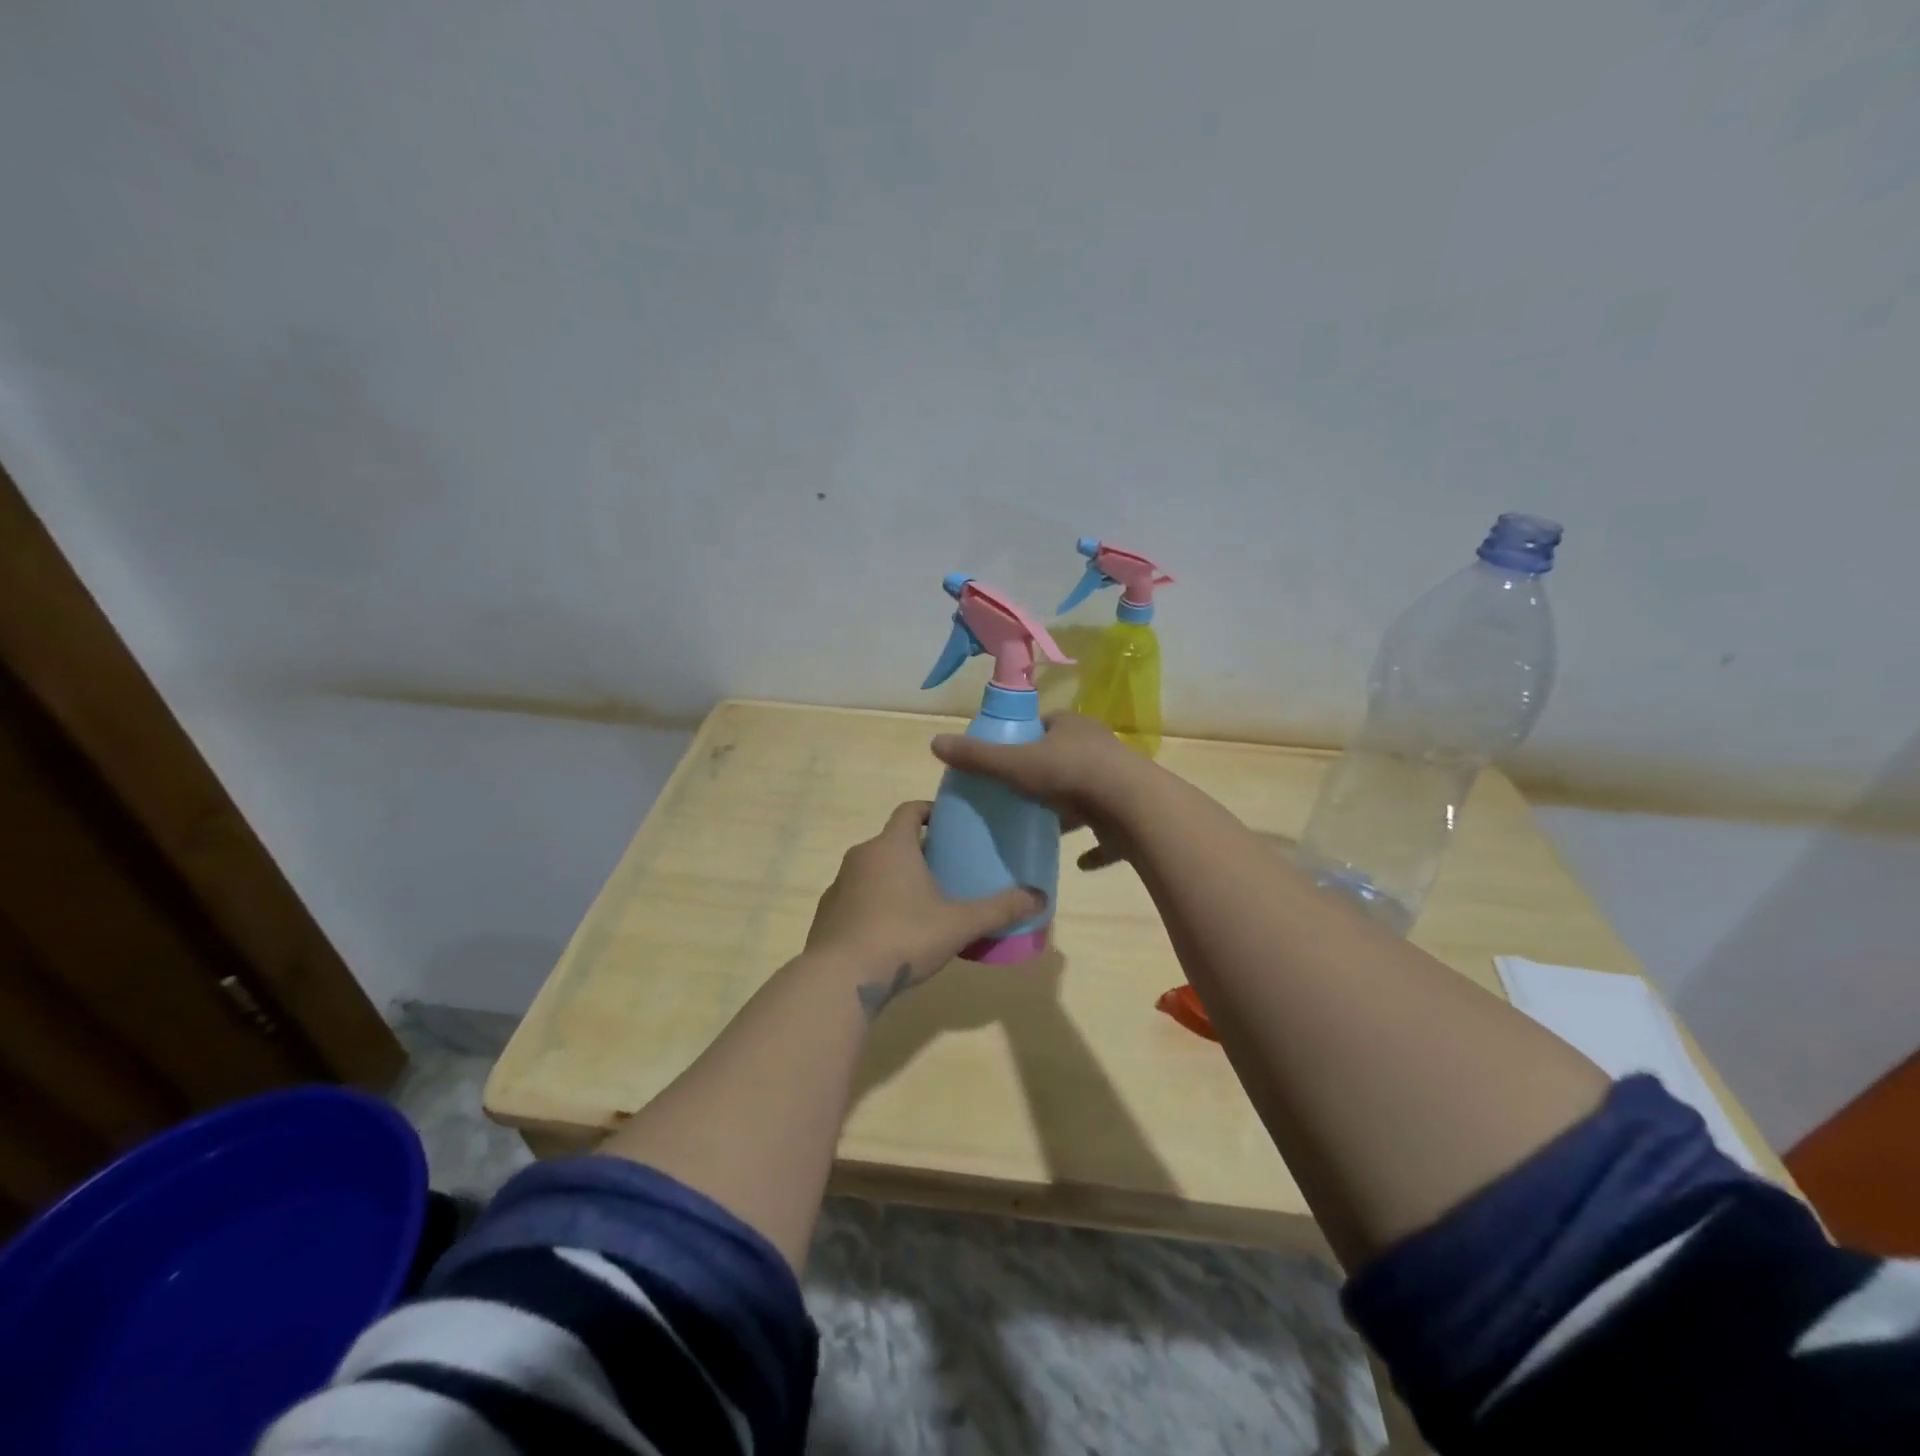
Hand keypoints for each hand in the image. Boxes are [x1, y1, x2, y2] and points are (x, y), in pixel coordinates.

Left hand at [805, 801, 1045, 1015]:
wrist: (839, 979)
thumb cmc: (902, 936)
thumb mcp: (959, 924)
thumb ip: (999, 909)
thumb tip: (1040, 897)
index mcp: (892, 846)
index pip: (910, 810)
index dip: (930, 812)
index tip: (949, 825)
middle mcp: (861, 856)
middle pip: (893, 842)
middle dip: (919, 852)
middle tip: (947, 871)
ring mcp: (839, 885)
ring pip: (873, 870)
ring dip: (895, 879)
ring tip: (922, 904)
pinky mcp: (827, 914)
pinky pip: (857, 898)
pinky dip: (875, 905)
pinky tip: (892, 933)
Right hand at [930, 714, 1148, 870]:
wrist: (1131, 807)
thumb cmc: (1070, 774)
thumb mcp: (1015, 763)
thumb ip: (977, 757)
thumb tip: (934, 742)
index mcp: (1073, 727)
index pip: (1046, 725)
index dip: (1026, 738)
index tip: (1006, 757)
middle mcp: (1099, 749)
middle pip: (1066, 759)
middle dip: (1045, 776)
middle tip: (1018, 796)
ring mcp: (1117, 783)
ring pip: (1088, 795)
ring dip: (1070, 812)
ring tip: (1042, 828)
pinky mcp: (1129, 816)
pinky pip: (1108, 833)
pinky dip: (1094, 848)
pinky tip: (1077, 863)